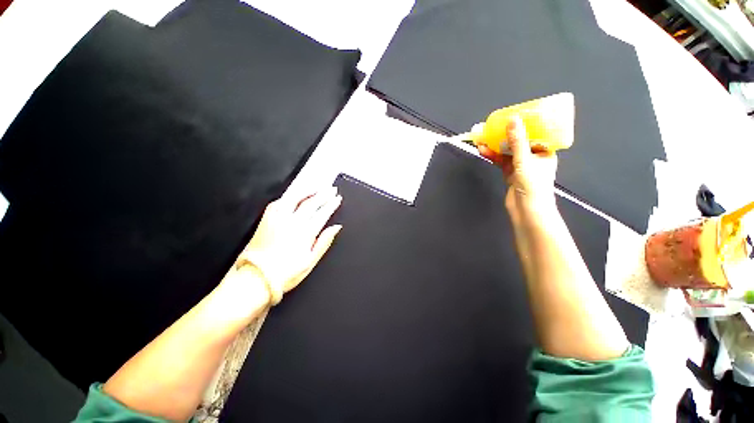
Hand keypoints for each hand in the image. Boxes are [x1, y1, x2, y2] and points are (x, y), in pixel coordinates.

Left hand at [238, 187, 342, 304]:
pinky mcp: (266, 219)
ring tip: (317, 187)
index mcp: (305, 232)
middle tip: (331, 189)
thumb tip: (336, 227)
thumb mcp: (311, 261)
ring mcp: (278, 219)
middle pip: (311, 203)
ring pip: (295, 198)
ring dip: (308, 191)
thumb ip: (324, 242)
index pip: (323, 213)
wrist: (256, 278)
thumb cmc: (285, 273)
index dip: (332, 204)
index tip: (337, 198)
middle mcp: (293, 222)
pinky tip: (294, 195)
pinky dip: (289, 196)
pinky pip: (278, 202)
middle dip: (324, 194)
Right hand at [476, 116, 557, 217]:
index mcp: (544, 151)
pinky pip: (501, 161)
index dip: (522, 125)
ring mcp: (521, 166)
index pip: (534, 133)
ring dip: (495, 146)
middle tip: (491, 128)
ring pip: (507, 152)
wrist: (527, 210)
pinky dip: (493, 156)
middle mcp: (533, 157)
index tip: (510, 117)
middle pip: (517, 142)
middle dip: (503, 136)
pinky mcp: (510, 174)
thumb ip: (518, 141)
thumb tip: (512, 119)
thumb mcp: (525, 160)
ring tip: (482, 139)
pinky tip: (483, 151)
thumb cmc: (533, 185)